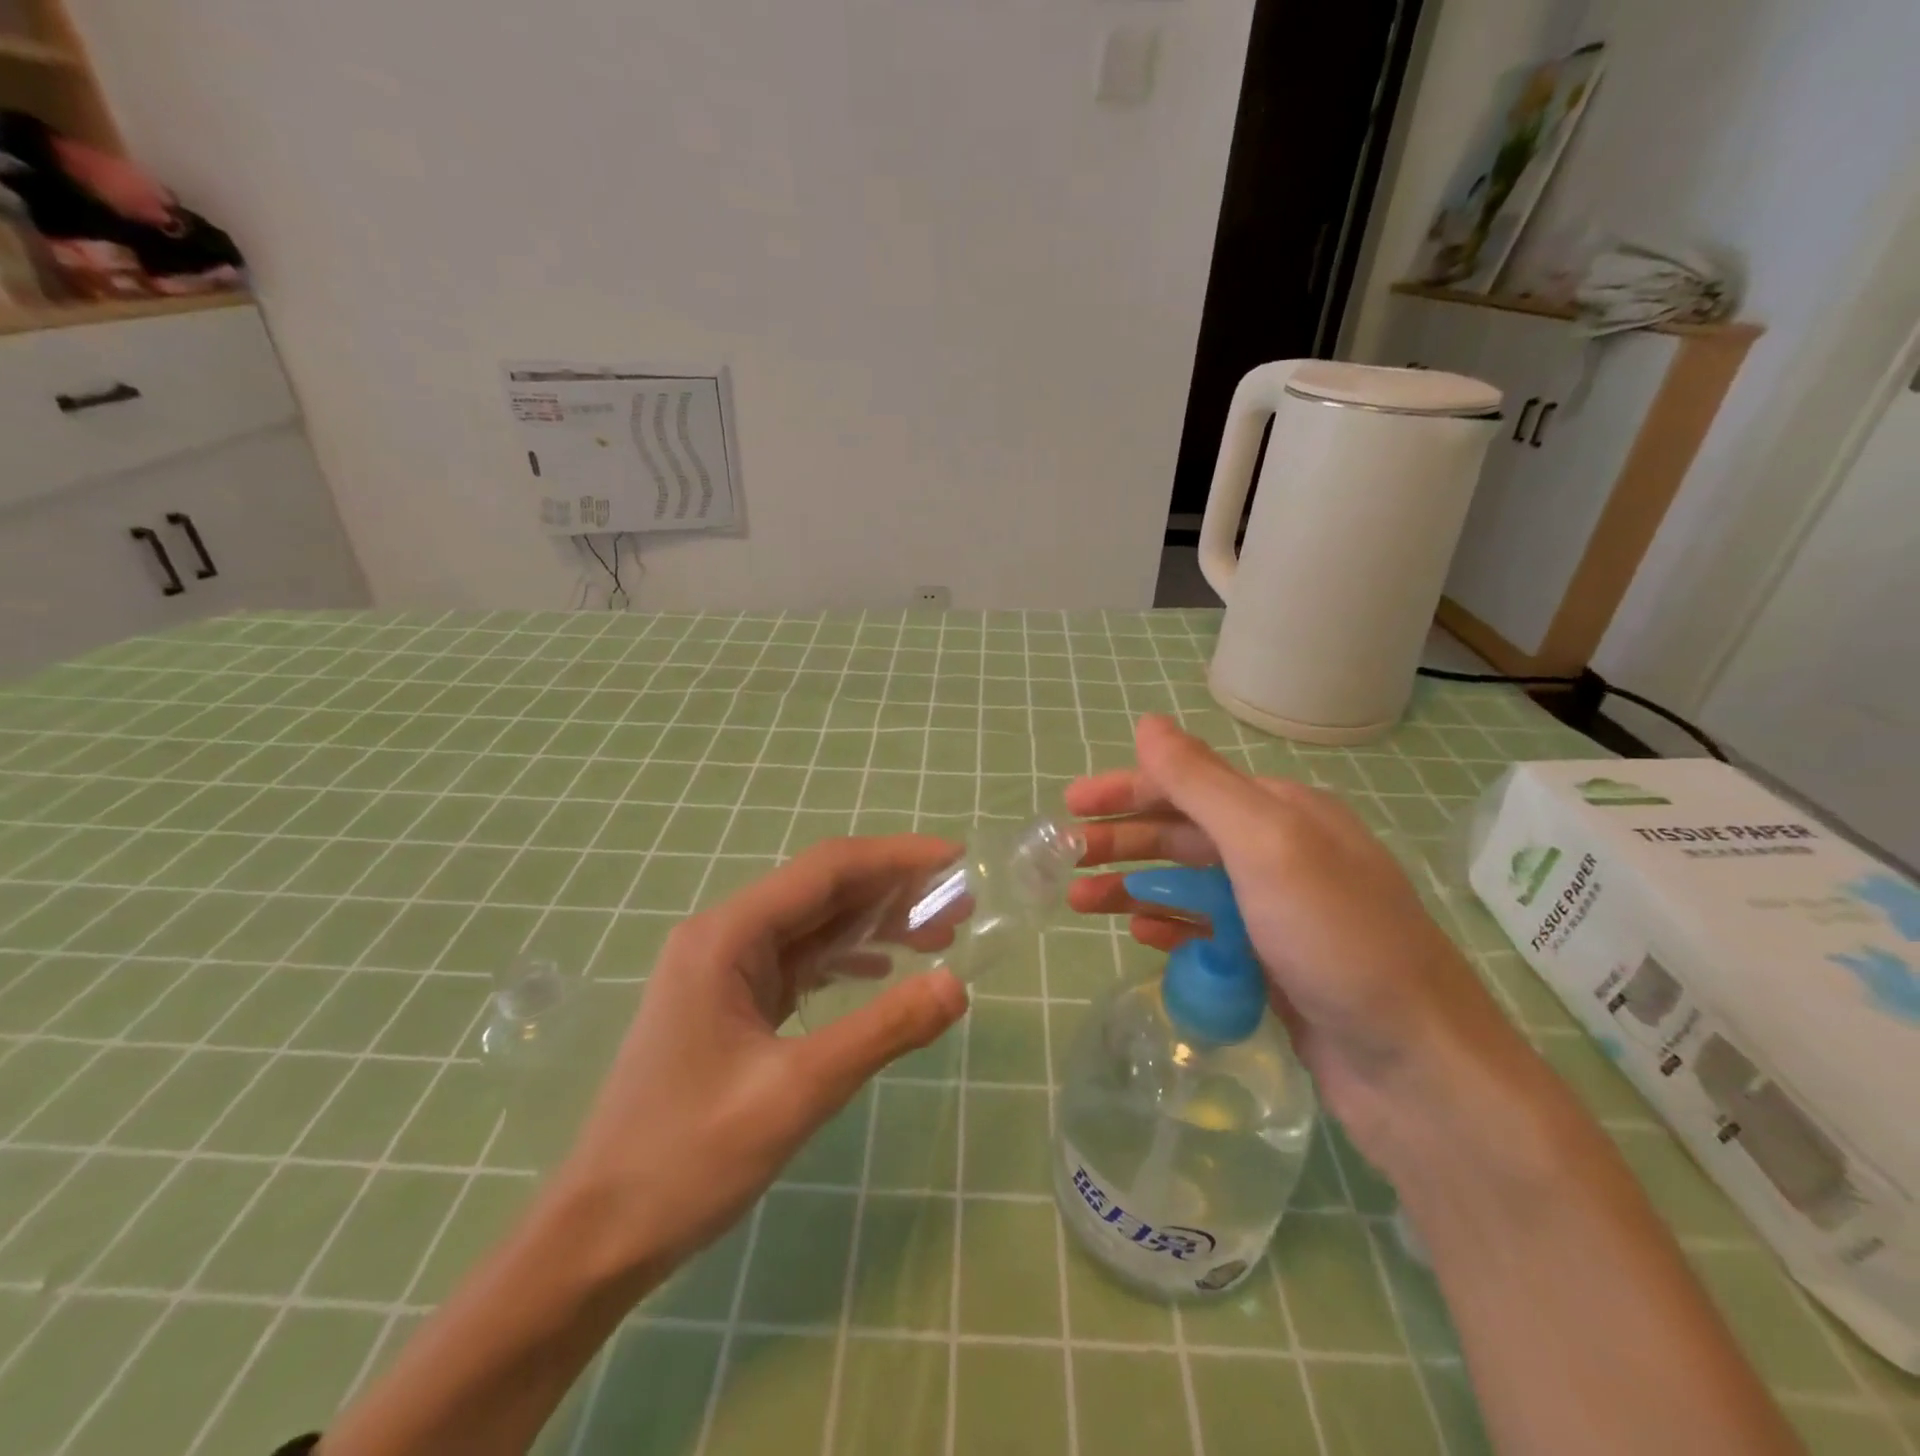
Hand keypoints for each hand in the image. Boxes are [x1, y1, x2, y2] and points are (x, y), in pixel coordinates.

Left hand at [548, 835, 969, 1282]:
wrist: (598, 1235)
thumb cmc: (687, 1159)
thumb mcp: (796, 1093)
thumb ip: (882, 1031)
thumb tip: (957, 986)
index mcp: (728, 936)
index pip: (827, 870)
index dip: (897, 858)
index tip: (956, 860)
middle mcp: (723, 936)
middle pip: (822, 891)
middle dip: (893, 892)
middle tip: (962, 907)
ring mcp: (723, 969)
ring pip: (813, 925)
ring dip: (874, 924)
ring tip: (939, 935)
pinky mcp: (729, 1002)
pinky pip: (798, 961)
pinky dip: (845, 958)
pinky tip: (883, 968)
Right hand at [1067, 716, 1532, 1158]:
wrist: (1417, 1067)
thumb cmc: (1335, 939)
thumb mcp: (1264, 845)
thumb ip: (1201, 782)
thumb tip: (1148, 723)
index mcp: (1283, 812)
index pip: (1189, 784)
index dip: (1126, 790)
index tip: (1071, 806)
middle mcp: (1282, 853)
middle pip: (1183, 833)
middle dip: (1121, 840)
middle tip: (1063, 857)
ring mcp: (1279, 911)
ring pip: (1189, 885)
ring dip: (1133, 886)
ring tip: (1080, 900)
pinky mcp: (1274, 963)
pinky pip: (1207, 932)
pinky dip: (1170, 927)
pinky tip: (1139, 936)